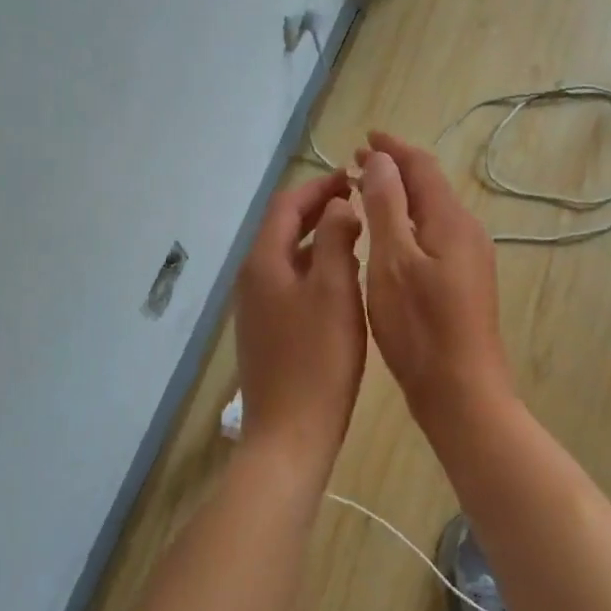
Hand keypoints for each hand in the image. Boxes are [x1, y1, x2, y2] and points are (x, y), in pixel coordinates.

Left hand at [233, 171, 366, 473]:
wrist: (290, 434)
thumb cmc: (318, 359)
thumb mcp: (335, 290)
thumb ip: (336, 239)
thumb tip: (338, 205)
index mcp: (264, 261)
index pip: (287, 204)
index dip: (320, 186)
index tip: (354, 177)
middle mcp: (252, 278)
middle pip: (283, 227)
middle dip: (319, 209)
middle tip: (359, 200)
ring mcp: (256, 307)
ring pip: (288, 256)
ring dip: (318, 237)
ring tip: (357, 233)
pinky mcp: (266, 330)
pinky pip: (289, 282)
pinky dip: (314, 266)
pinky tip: (342, 279)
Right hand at [356, 131, 514, 430]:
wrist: (462, 392)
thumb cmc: (420, 327)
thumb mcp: (393, 261)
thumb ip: (387, 206)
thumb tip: (381, 159)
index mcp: (451, 221)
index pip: (421, 166)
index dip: (392, 148)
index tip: (364, 137)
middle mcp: (467, 232)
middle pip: (430, 187)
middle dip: (394, 170)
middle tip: (356, 164)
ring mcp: (470, 259)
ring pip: (431, 213)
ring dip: (400, 198)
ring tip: (366, 194)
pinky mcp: (464, 283)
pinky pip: (434, 237)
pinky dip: (408, 225)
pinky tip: (388, 239)